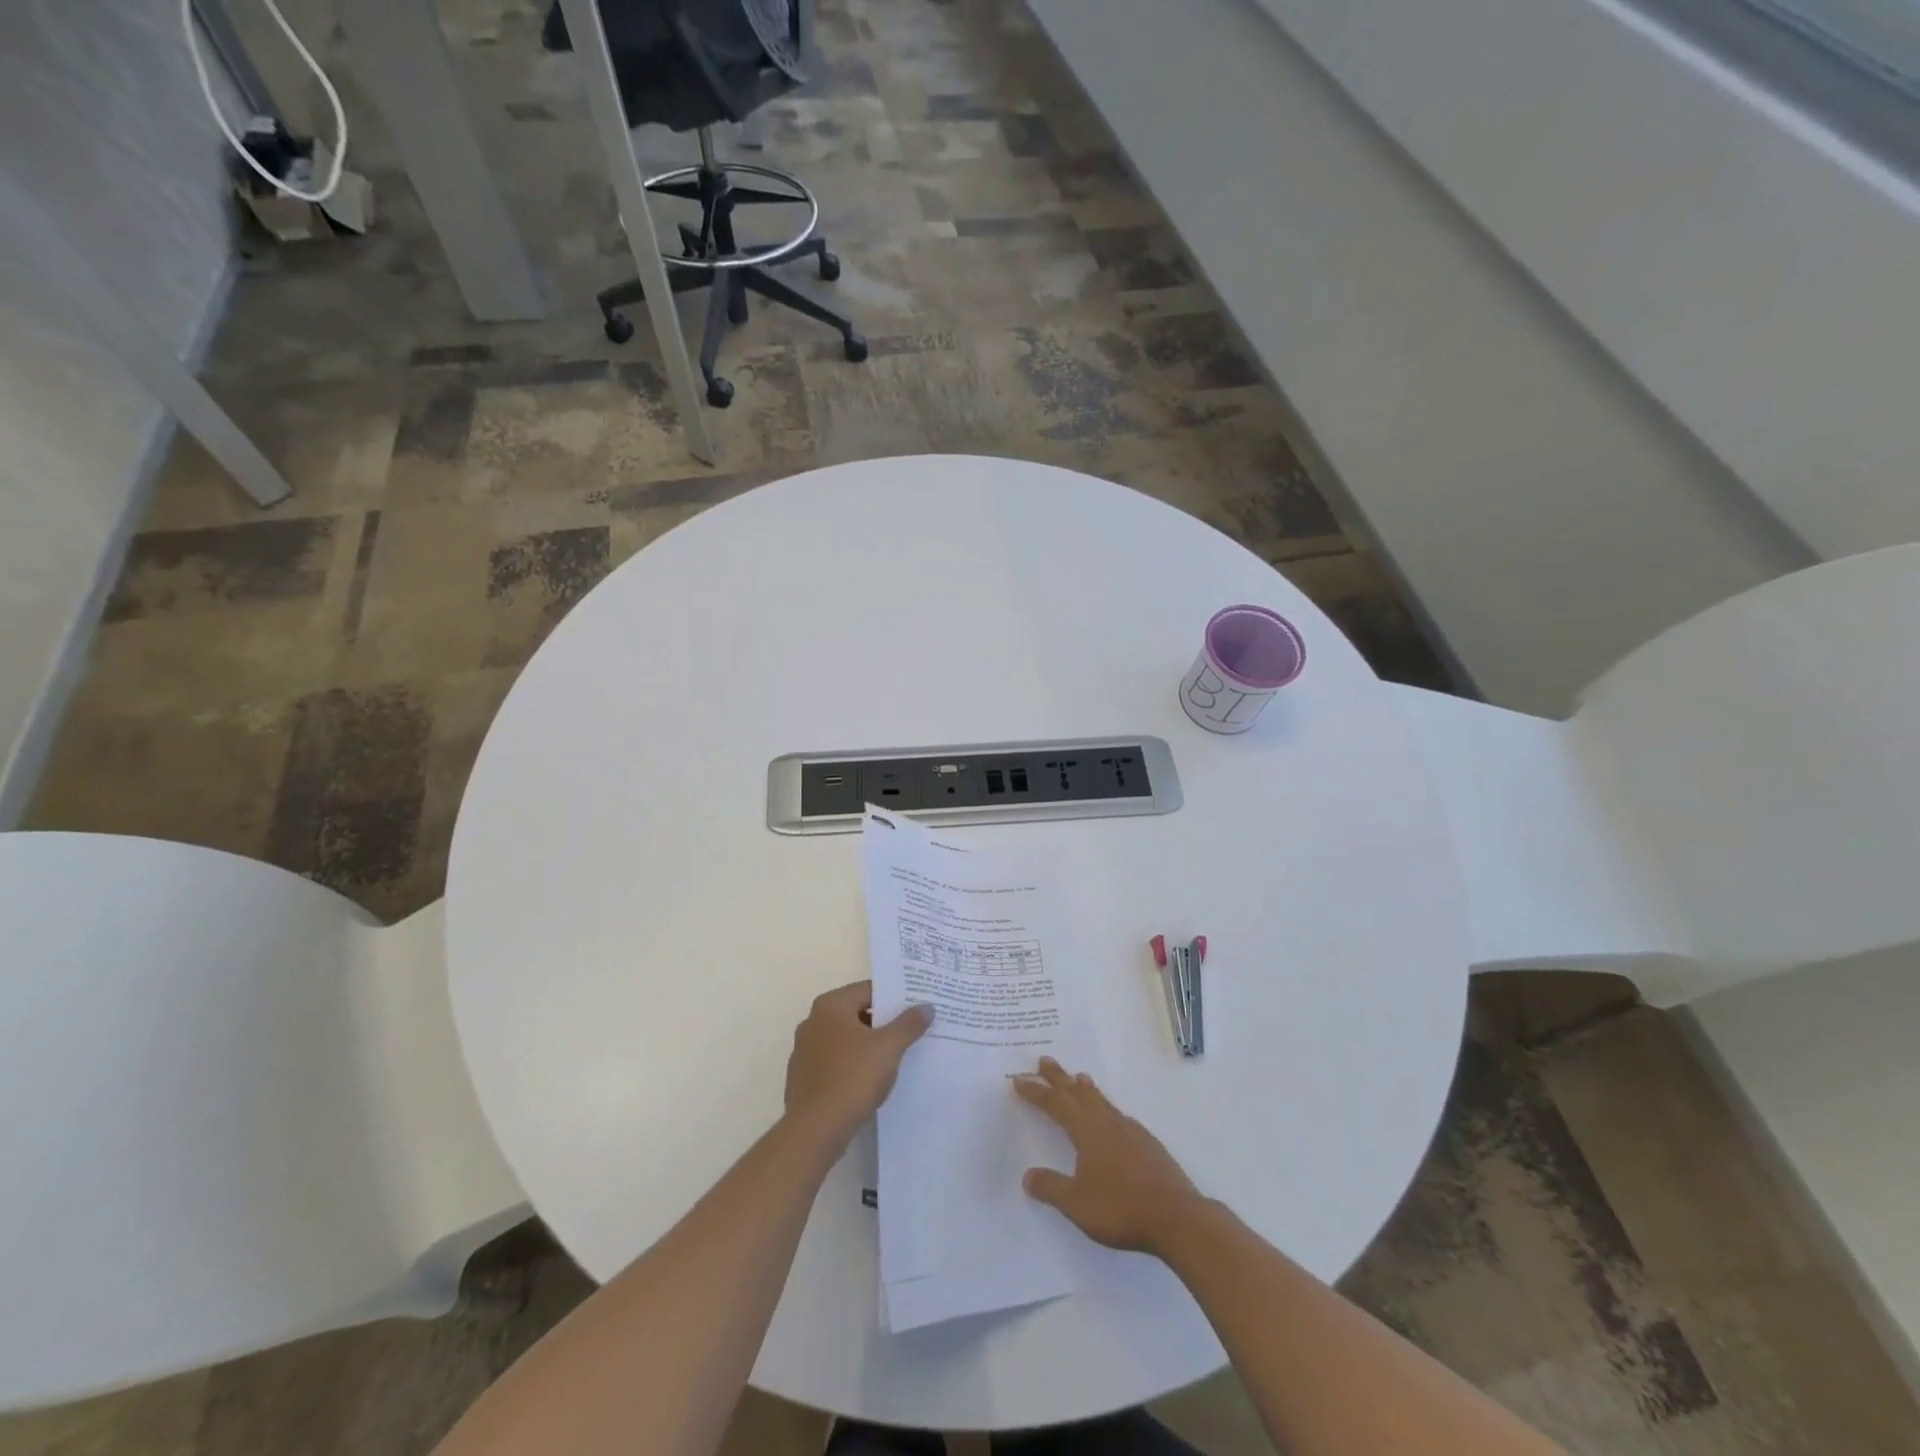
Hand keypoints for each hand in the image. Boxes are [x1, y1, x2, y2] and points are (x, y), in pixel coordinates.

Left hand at [784, 982, 933, 1141]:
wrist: (815, 1130)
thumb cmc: (853, 1077)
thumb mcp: (889, 1048)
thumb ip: (909, 1024)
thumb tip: (926, 1007)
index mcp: (830, 1006)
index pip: (868, 990)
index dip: (893, 998)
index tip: (914, 1008)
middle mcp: (812, 1021)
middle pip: (855, 1013)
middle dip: (881, 1022)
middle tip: (909, 1032)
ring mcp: (803, 1051)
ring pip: (844, 1039)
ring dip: (866, 1045)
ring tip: (893, 1057)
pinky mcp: (802, 1077)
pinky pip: (833, 1062)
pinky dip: (851, 1065)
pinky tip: (868, 1081)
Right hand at [1014, 1058, 1204, 1255]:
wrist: (1177, 1217)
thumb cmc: (1121, 1207)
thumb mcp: (1076, 1203)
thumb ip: (1051, 1187)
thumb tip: (1028, 1175)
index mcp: (1087, 1130)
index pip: (1056, 1104)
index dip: (1036, 1092)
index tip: (1019, 1079)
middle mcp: (1108, 1122)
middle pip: (1078, 1093)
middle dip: (1059, 1077)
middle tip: (1045, 1060)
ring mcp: (1131, 1131)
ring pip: (1102, 1101)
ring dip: (1086, 1088)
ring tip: (1080, 1077)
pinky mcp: (1148, 1144)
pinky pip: (1119, 1115)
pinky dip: (1106, 1107)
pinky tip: (1112, 1117)